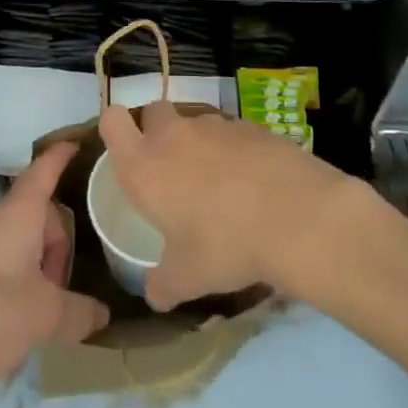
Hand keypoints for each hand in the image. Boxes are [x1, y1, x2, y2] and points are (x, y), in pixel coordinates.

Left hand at [0, 142, 109, 405]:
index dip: (60, 157)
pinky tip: (2, 321)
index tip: (74, 145)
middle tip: (57, 291)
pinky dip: (4, 279)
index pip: (44, 171)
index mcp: (17, 213)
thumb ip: (80, 312)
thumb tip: (101, 314)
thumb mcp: (48, 317)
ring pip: (9, 239)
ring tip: (31, 311)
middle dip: (52, 247)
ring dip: (28, 265)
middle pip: (32, 215)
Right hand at [97, 99, 357, 310]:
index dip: (116, 127)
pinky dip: (234, 149)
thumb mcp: (187, 278)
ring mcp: (215, 125)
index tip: (127, 150)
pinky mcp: (252, 125)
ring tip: (217, 181)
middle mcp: (174, 135)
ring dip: (198, 142)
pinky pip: (232, 132)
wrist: (295, 216)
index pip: (112, 121)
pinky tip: (252, 181)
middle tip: (170, 168)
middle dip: (156, 130)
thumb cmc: (225, 245)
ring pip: (195, 121)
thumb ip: (162, 285)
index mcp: (144, 166)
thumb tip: (153, 295)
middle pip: (154, 111)